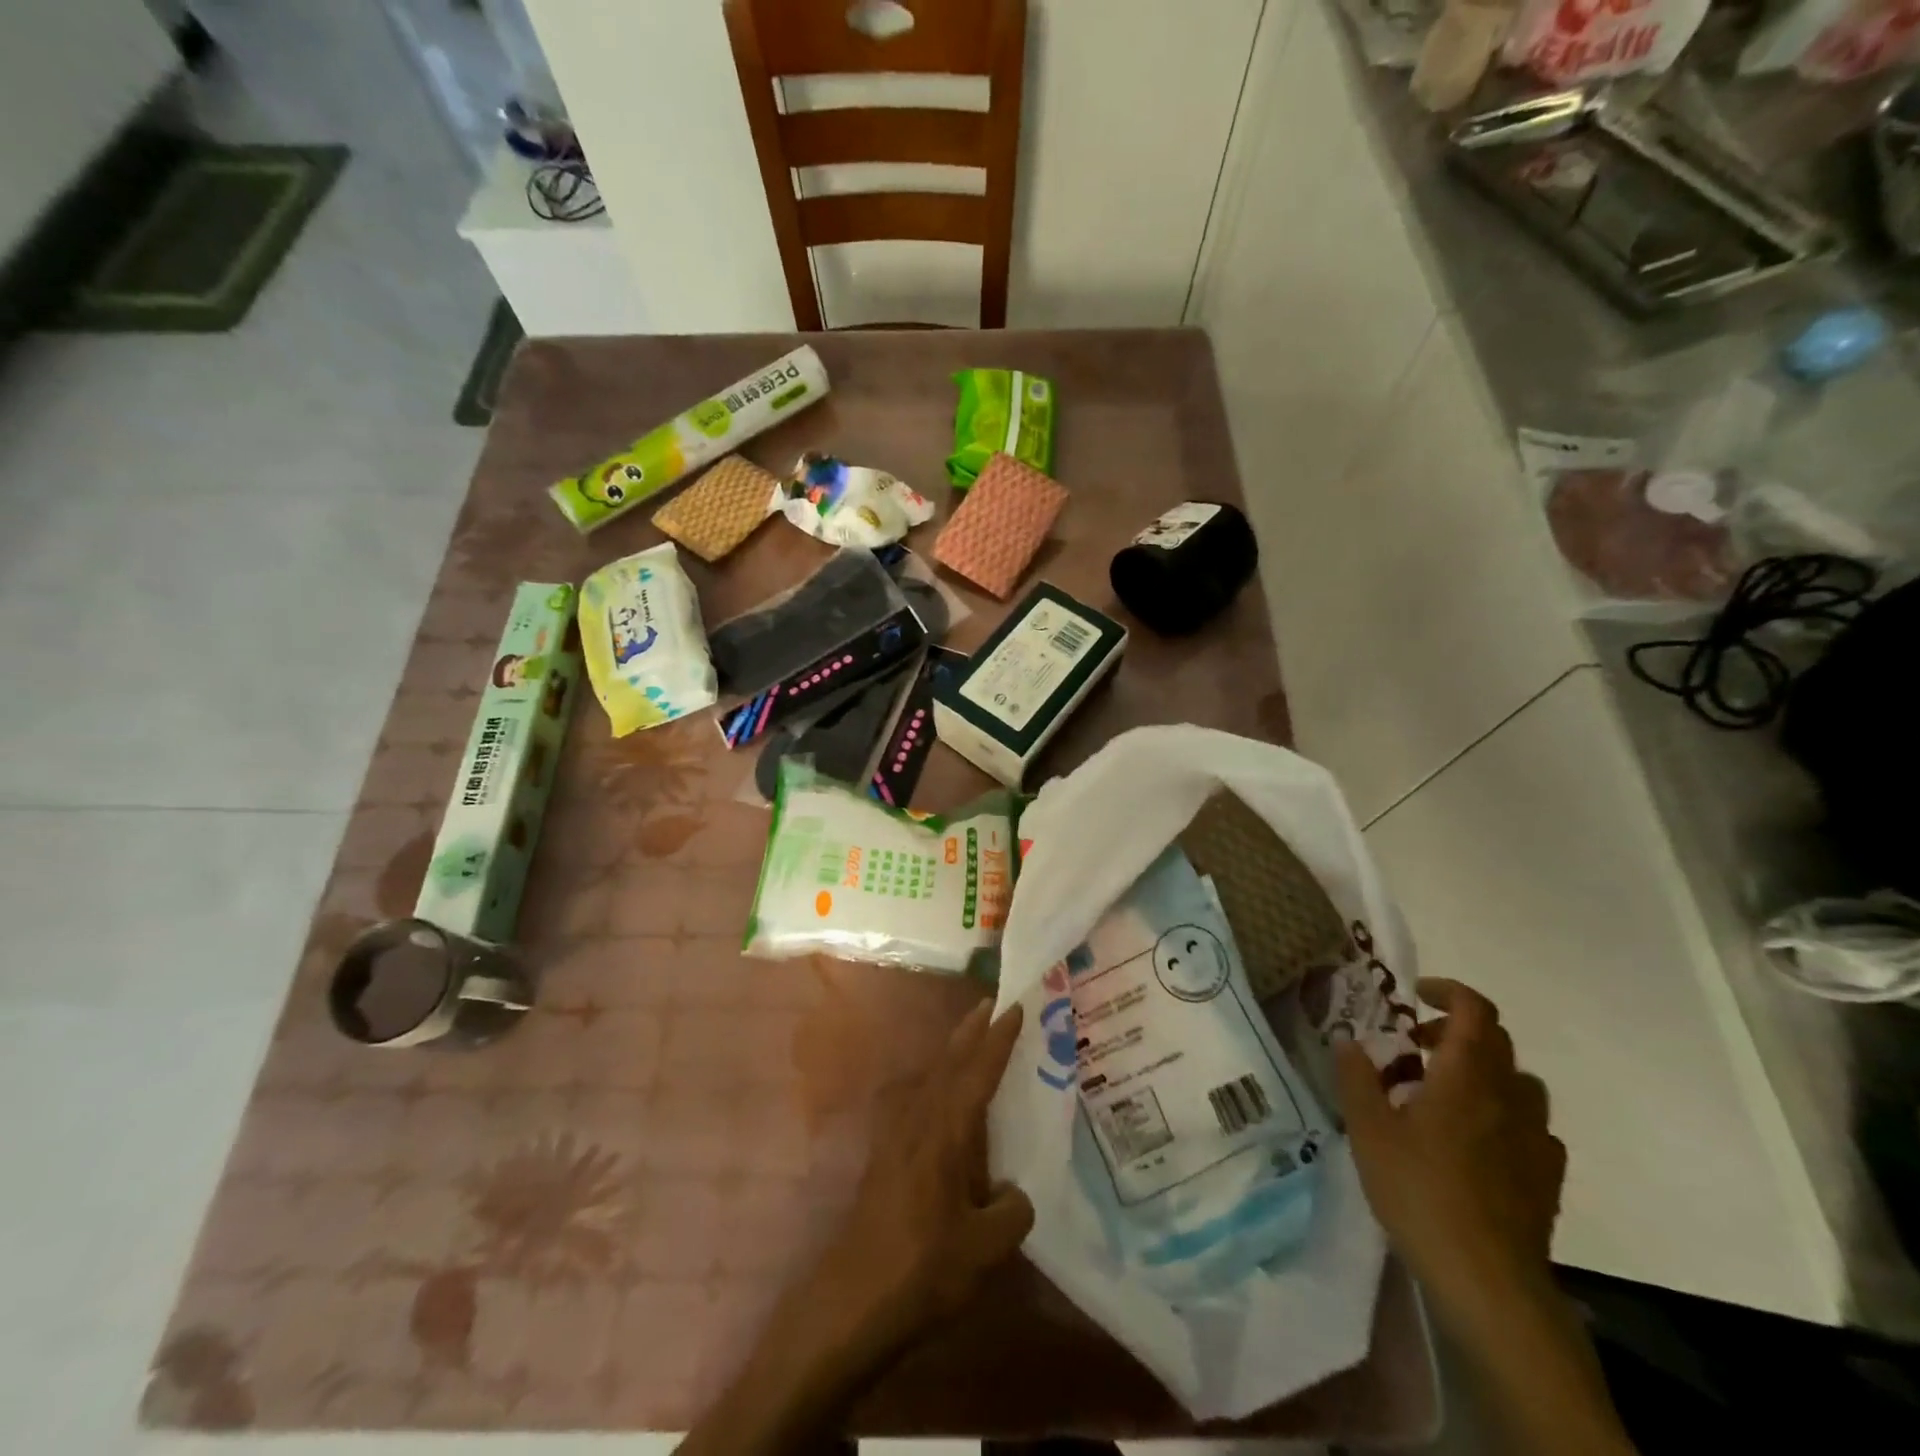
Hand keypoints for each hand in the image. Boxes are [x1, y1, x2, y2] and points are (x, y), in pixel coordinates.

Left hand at [804, 999, 1034, 1365]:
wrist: (851, 1301)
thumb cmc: (922, 1269)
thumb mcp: (985, 1248)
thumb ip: (1012, 1211)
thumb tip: (1016, 1192)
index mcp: (946, 1132)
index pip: (978, 1073)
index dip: (999, 1040)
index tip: (1015, 1007)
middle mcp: (919, 1122)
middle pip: (949, 1063)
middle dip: (971, 1031)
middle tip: (992, 1004)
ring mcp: (897, 1137)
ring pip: (931, 1078)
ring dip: (953, 1053)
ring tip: (973, 1039)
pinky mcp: (886, 1157)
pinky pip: (919, 1100)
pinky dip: (939, 1082)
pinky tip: (944, 1098)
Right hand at [1335, 978, 1566, 1331]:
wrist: (1488, 1280)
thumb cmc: (1420, 1191)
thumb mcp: (1368, 1129)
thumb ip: (1356, 1077)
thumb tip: (1347, 1039)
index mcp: (1466, 1075)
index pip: (1474, 1010)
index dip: (1447, 992)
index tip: (1415, 995)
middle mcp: (1508, 1096)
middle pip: (1495, 1040)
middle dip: (1452, 1031)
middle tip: (1411, 1047)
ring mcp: (1535, 1137)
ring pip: (1517, 1081)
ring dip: (1480, 1072)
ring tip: (1441, 1095)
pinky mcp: (1547, 1176)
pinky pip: (1529, 1125)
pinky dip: (1502, 1115)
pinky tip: (1474, 1142)